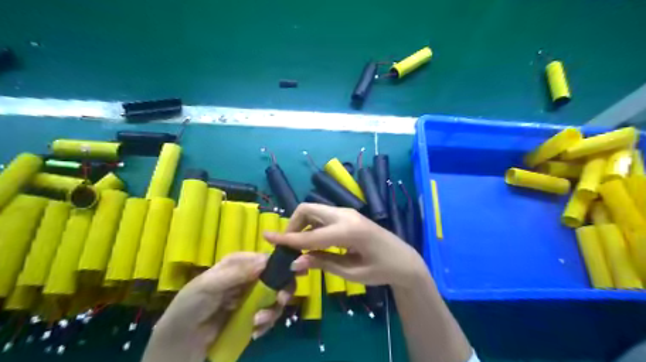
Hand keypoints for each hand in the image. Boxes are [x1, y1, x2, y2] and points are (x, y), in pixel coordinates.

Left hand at [145, 253, 292, 361]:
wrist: (179, 343)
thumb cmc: (190, 307)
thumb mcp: (208, 286)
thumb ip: (236, 273)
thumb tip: (265, 260)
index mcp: (238, 264)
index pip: (266, 259)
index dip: (281, 265)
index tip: (291, 276)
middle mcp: (249, 277)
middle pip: (277, 278)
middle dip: (282, 290)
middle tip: (279, 301)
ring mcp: (251, 298)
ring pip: (276, 298)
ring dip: (272, 311)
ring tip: (257, 323)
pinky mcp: (252, 315)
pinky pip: (269, 316)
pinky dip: (267, 324)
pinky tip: (255, 332)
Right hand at [264, 203, 424, 288]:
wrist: (403, 259)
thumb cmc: (381, 270)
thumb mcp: (351, 273)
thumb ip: (322, 264)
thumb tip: (294, 262)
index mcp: (348, 232)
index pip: (309, 235)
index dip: (286, 238)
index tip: (266, 237)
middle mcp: (345, 215)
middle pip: (307, 209)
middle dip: (292, 225)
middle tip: (289, 246)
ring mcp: (347, 212)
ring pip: (314, 210)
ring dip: (301, 224)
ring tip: (301, 247)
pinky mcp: (348, 215)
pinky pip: (322, 215)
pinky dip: (311, 225)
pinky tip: (314, 241)